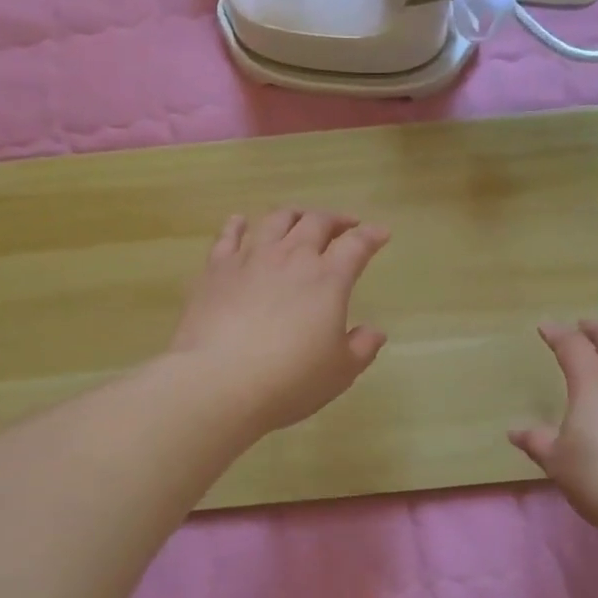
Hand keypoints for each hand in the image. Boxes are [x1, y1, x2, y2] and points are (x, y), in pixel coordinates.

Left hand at [169, 209, 390, 435]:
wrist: (218, 382)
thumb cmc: (289, 380)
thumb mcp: (340, 372)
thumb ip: (362, 347)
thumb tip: (375, 331)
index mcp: (328, 279)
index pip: (356, 245)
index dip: (372, 236)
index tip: (381, 233)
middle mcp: (291, 258)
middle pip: (316, 222)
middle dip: (335, 219)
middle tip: (344, 224)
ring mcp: (251, 259)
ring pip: (275, 221)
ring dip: (293, 215)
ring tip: (300, 219)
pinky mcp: (216, 269)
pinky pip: (228, 236)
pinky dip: (238, 225)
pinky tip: (241, 222)